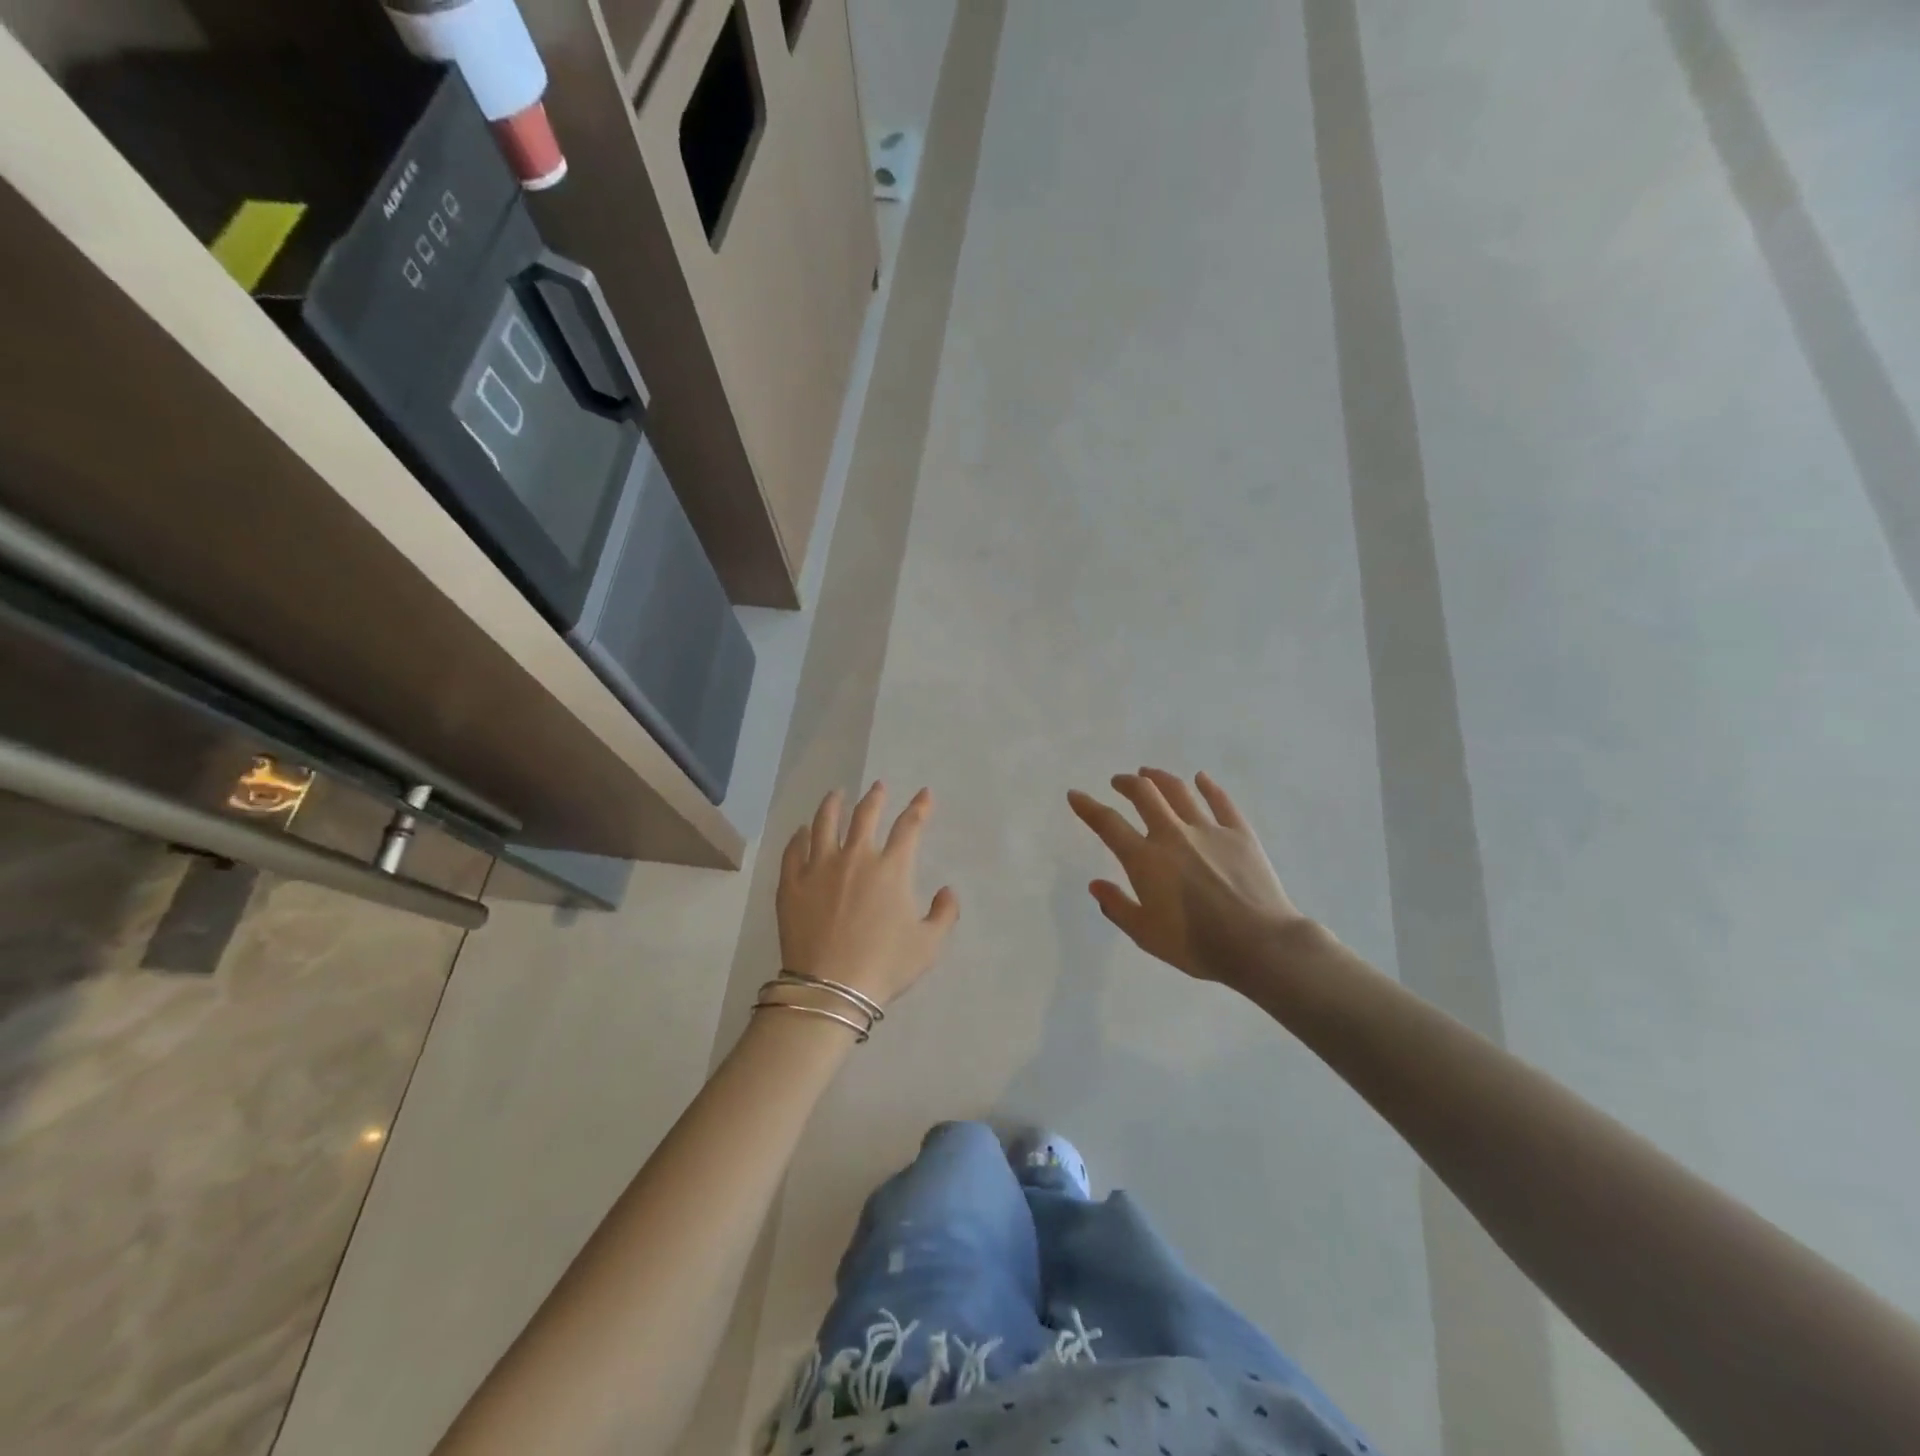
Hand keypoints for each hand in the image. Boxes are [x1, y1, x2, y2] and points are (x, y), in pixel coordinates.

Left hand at [777, 783, 960, 1007]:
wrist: (831, 988)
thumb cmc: (884, 966)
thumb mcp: (928, 945)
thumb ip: (944, 914)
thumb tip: (947, 891)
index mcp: (891, 869)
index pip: (909, 827)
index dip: (920, 807)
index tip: (924, 794)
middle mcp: (856, 857)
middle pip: (865, 815)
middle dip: (875, 797)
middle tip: (878, 786)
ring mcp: (819, 868)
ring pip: (825, 823)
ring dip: (833, 805)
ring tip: (836, 795)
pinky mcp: (792, 884)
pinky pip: (794, 850)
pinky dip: (799, 837)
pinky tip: (802, 831)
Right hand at [1068, 768, 1303, 987]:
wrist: (1259, 945)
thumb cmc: (1196, 945)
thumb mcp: (1146, 935)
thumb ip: (1117, 907)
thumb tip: (1095, 884)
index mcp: (1145, 859)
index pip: (1108, 824)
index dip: (1087, 807)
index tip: (1075, 795)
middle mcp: (1172, 834)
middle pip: (1144, 794)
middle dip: (1126, 783)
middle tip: (1119, 781)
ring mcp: (1208, 830)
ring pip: (1179, 790)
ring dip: (1159, 778)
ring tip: (1150, 774)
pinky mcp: (1239, 833)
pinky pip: (1221, 801)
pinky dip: (1208, 786)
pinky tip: (1201, 778)